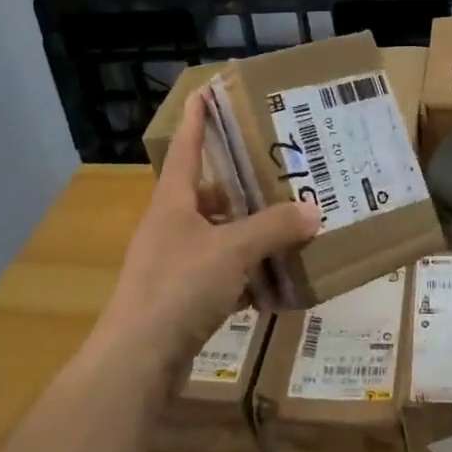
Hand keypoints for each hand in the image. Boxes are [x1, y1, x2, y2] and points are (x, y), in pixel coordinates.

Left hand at [103, 89, 319, 374]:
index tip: (205, 92)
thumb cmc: (179, 287)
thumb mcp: (232, 250)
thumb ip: (273, 228)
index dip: (195, 119)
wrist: (138, 360)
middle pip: (206, 193)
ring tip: (286, 222)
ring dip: (246, 231)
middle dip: (238, 183)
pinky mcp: (181, 297)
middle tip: (275, 170)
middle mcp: (170, 225)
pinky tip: (274, 281)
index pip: (185, 147)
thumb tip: (313, 210)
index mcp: (172, 201)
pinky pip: (219, 274)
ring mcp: (173, 263)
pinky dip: (244, 274)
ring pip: (216, 235)